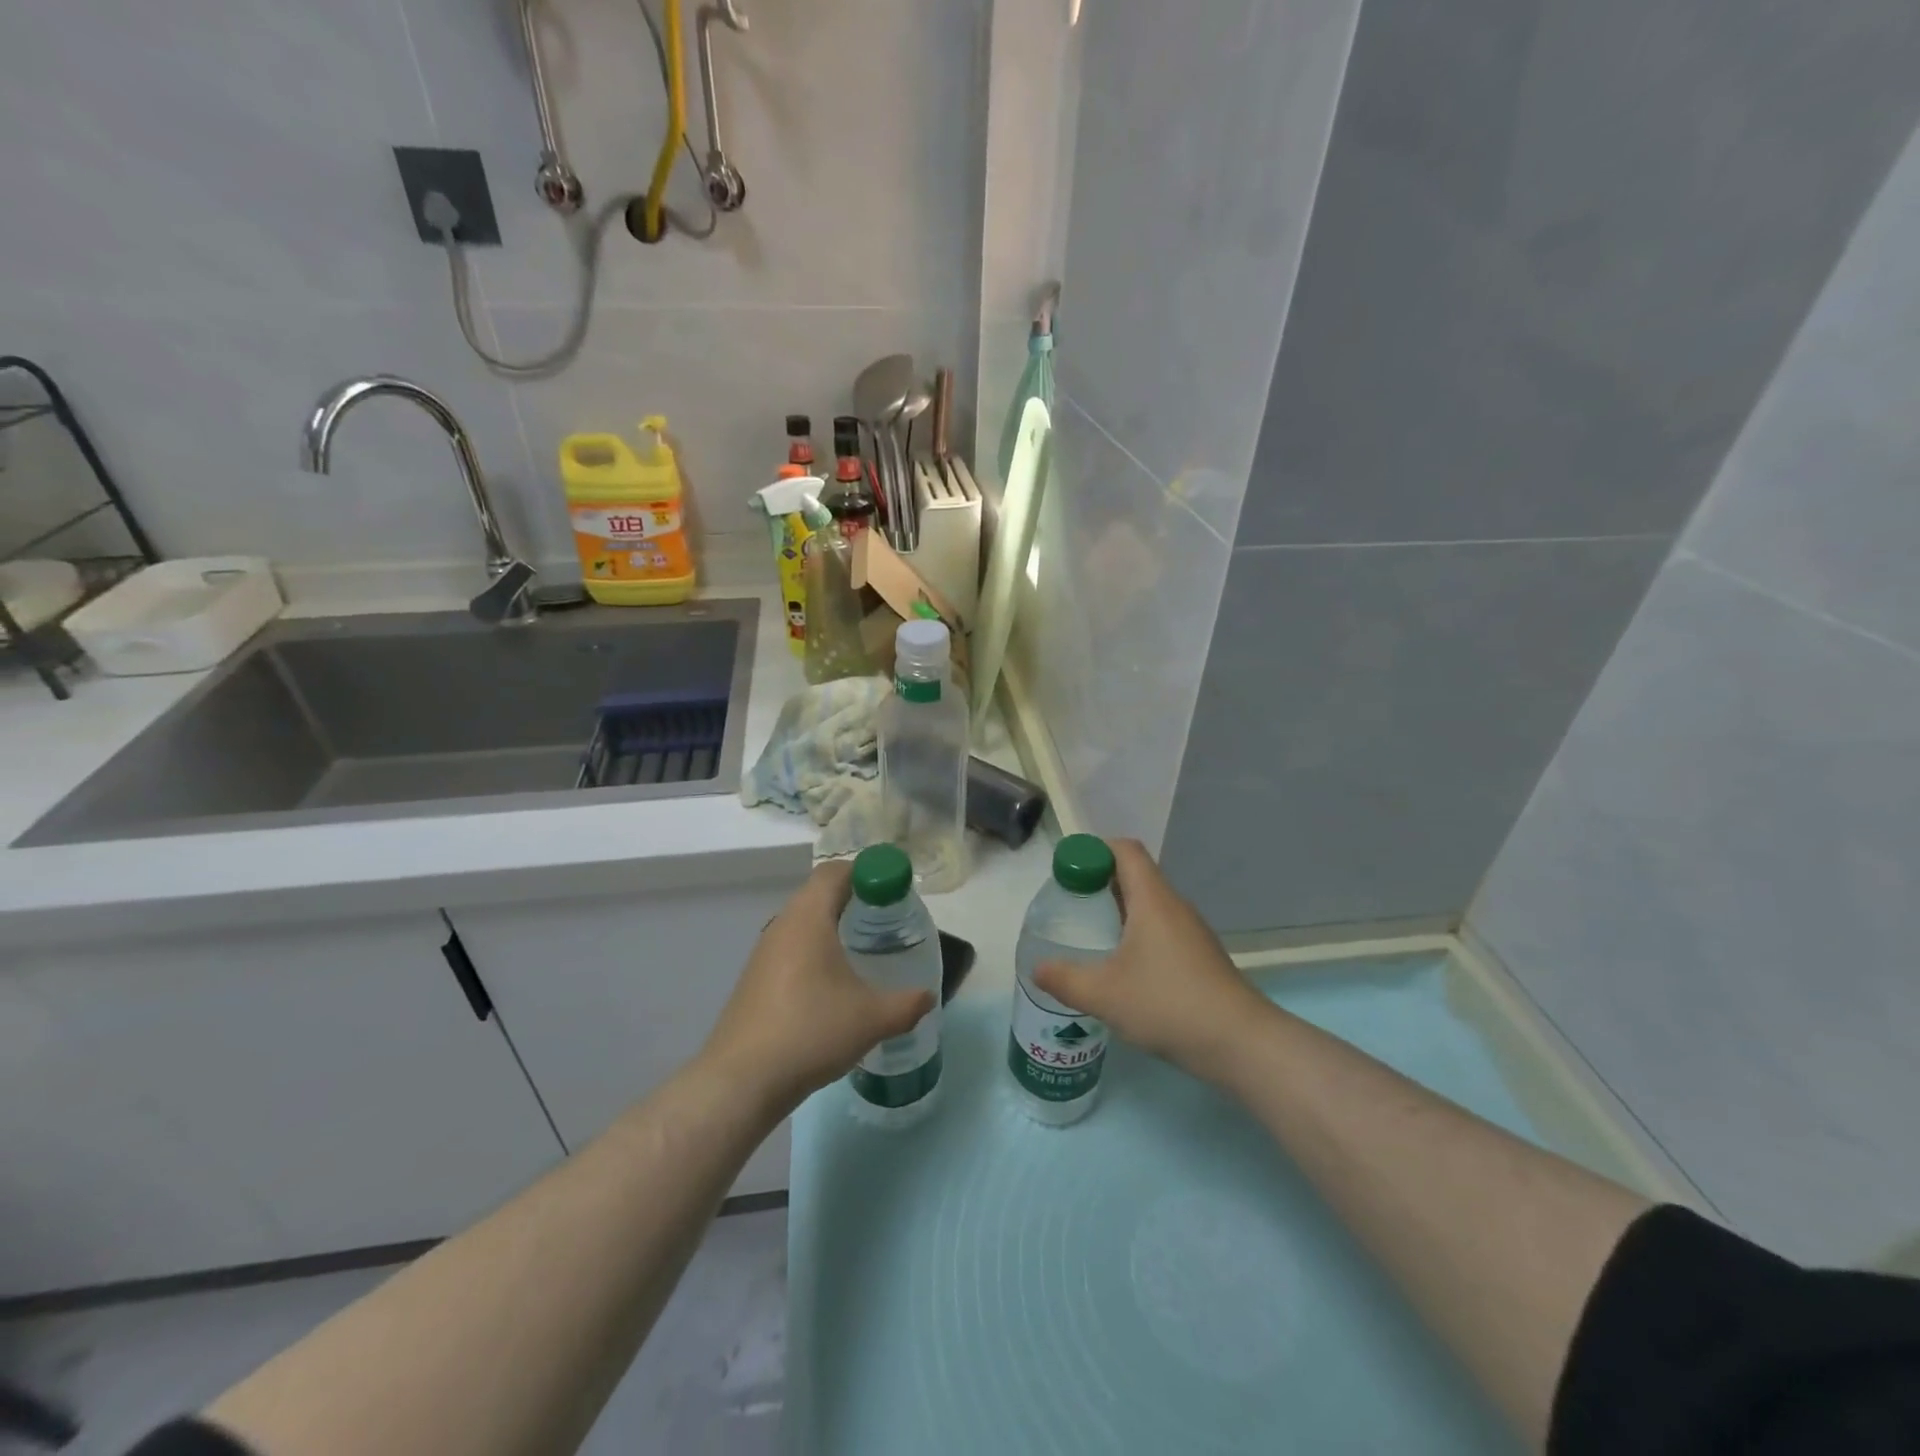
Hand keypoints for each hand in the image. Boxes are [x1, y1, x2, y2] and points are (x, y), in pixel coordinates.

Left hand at [702, 862, 934, 1114]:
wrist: (741, 1080)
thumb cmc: (811, 1032)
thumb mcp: (872, 1019)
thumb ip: (907, 1004)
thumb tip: (928, 997)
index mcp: (808, 918)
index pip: (835, 872)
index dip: (865, 871)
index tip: (892, 888)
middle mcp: (782, 925)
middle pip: (818, 893)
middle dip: (852, 898)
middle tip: (884, 917)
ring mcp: (763, 953)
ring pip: (802, 922)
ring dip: (831, 925)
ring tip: (861, 949)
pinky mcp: (754, 979)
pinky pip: (790, 948)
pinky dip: (814, 950)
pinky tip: (831, 983)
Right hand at [1033, 838, 1269, 1080]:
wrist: (1240, 1043)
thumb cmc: (1168, 1004)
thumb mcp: (1104, 994)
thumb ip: (1064, 979)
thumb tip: (1036, 968)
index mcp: (1152, 899)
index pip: (1125, 850)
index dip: (1094, 851)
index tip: (1068, 872)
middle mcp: (1174, 906)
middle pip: (1135, 875)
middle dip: (1099, 882)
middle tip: (1070, 905)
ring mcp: (1191, 932)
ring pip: (1148, 904)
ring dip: (1118, 910)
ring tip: (1090, 936)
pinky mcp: (1199, 956)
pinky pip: (1161, 928)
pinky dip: (1136, 934)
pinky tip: (1122, 967)